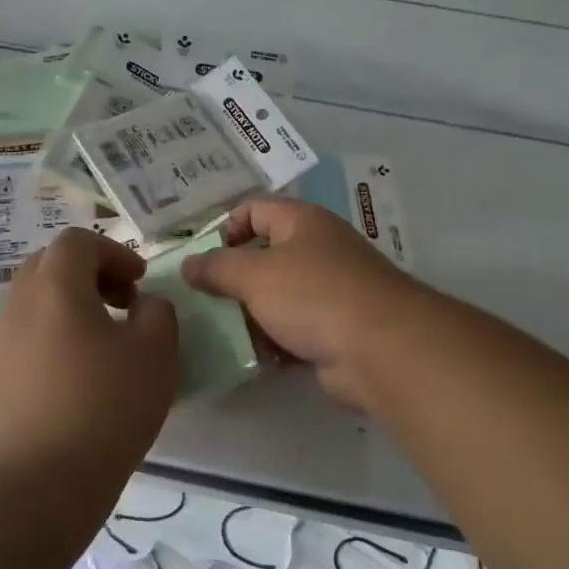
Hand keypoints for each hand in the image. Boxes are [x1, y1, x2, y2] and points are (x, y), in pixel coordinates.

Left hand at [0, 229, 179, 482]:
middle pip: (49, 266)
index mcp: (55, 286)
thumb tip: (142, 306)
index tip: (139, 283)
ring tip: (101, 346)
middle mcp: (17, 304)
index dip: (114, 253)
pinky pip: (23, 338)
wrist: (35, 484)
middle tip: (121, 305)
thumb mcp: (156, 353)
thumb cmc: (104, 407)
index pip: (77, 241)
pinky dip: (52, 339)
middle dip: (89, 275)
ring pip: (34, 303)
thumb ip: (157, 312)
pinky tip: (75, 380)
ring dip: (69, 308)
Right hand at [182, 198, 432, 408]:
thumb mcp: (254, 275)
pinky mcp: (334, 329)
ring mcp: (329, 291)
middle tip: (204, 304)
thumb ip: (216, 267)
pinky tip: (256, 358)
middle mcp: (317, 250)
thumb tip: (188, 264)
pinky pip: (292, 330)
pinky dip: (273, 342)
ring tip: (224, 335)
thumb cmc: (313, 296)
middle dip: (233, 281)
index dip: (225, 230)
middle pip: (263, 257)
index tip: (203, 263)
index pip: (254, 210)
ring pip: (276, 298)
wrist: (380, 349)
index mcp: (302, 222)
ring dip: (250, 316)